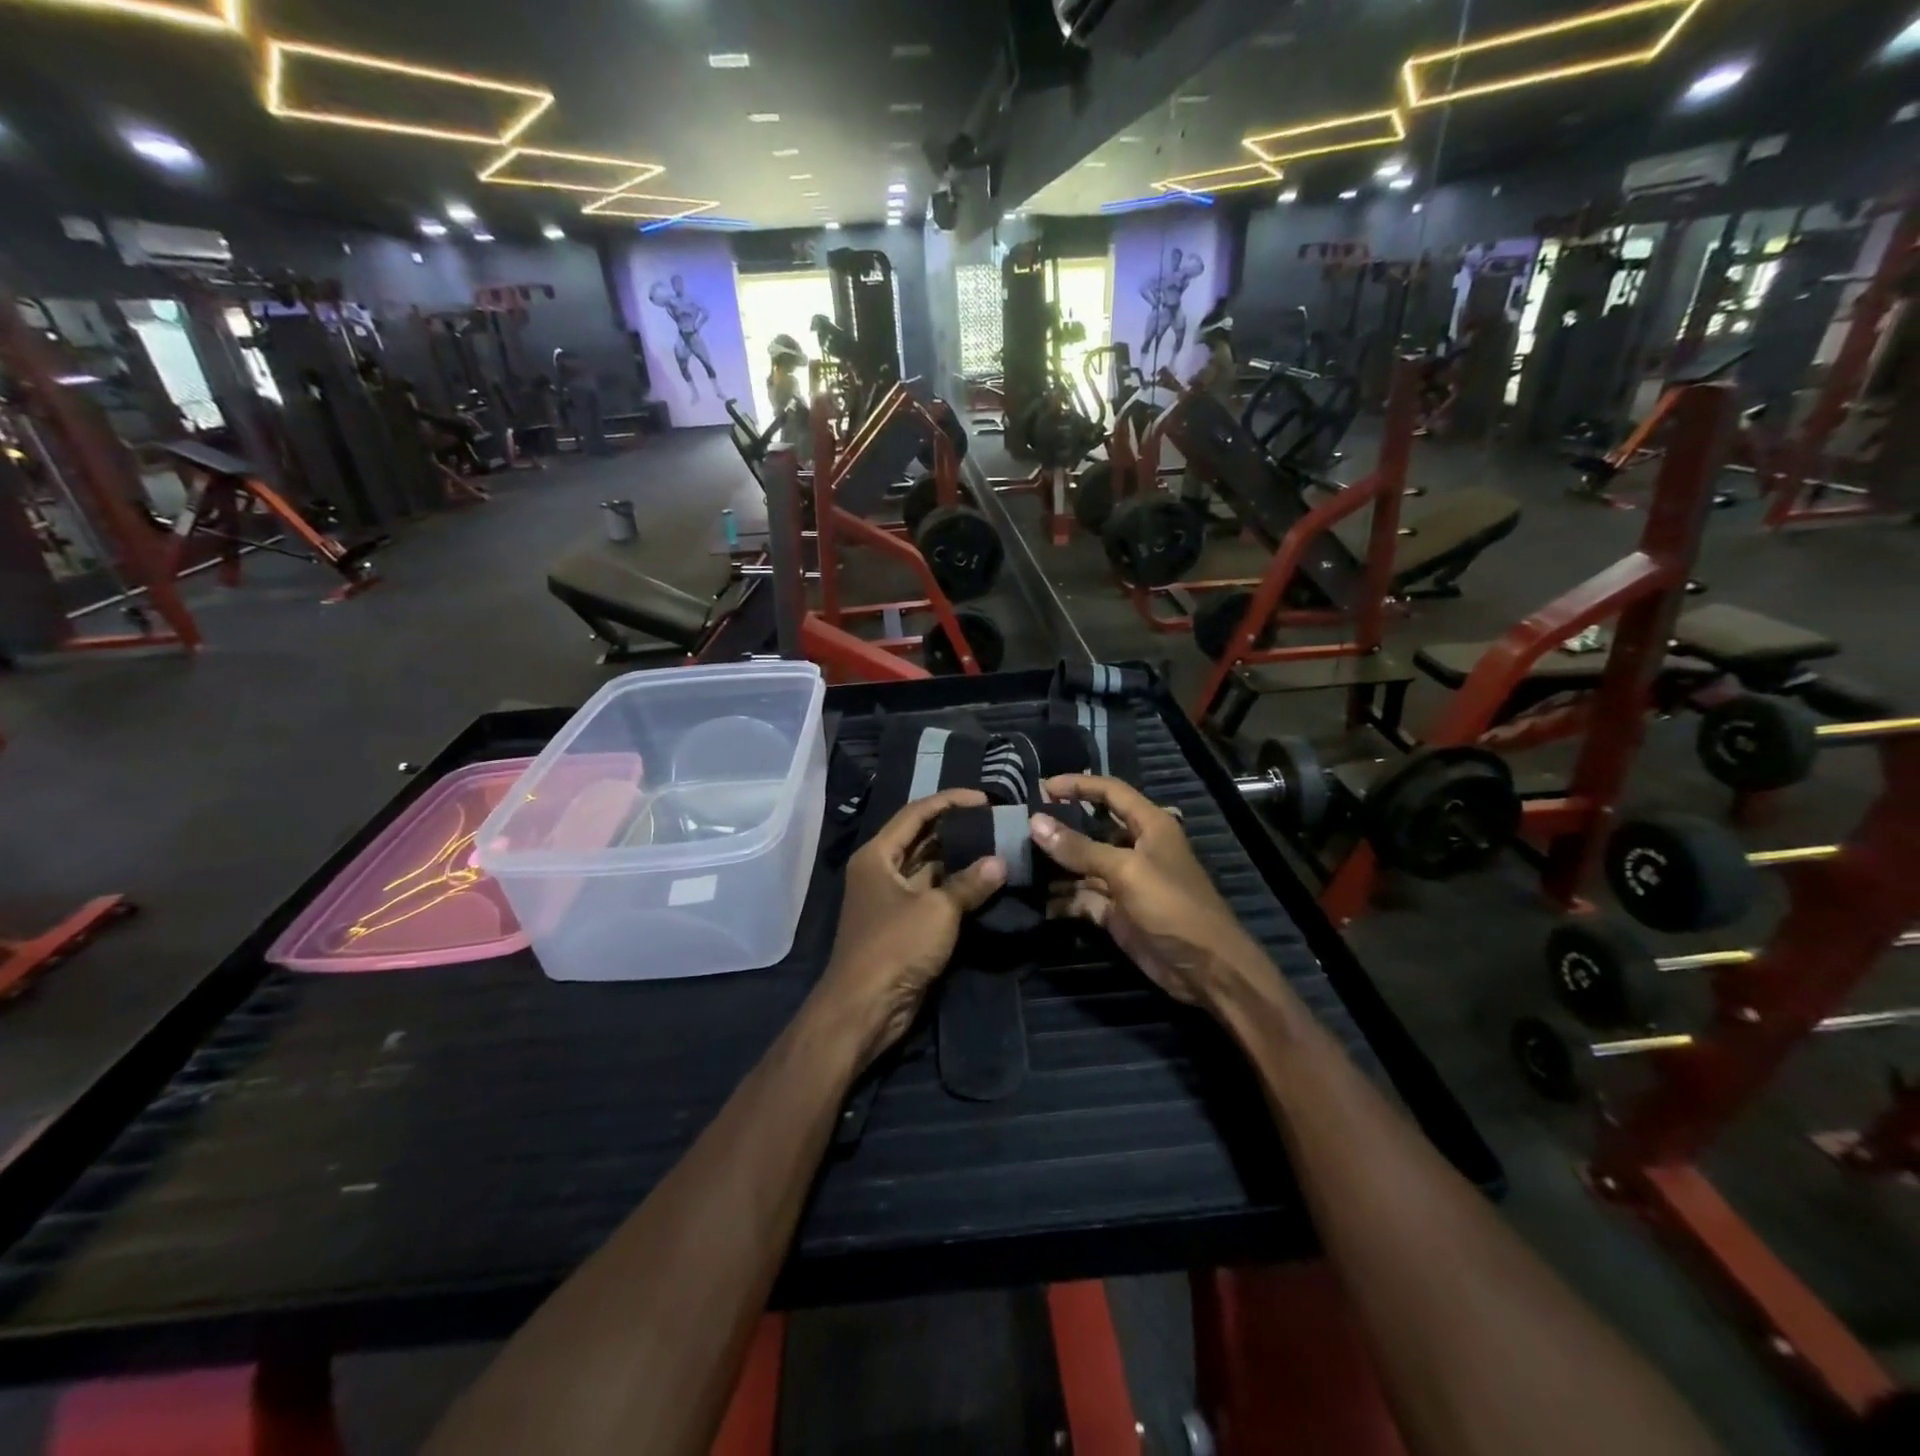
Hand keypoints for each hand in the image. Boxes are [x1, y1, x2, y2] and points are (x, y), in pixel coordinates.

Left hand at [817, 789, 1005, 1068]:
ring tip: (999, 847)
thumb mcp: (937, 911)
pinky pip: (933, 895)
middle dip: (958, 830)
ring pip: (930, 868)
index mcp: (878, 855)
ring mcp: (892, 899)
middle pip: (922, 838)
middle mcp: (881, 870)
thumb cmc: (894, 947)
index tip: (986, 799)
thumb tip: (1000, 862)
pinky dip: (956, 888)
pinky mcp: (904, 925)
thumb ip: (969, 883)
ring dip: (960, 860)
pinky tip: (986, 883)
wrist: (865, 1008)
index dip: (950, 801)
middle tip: (997, 822)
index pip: (916, 813)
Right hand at [1031, 775, 1262, 1008]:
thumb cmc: (1172, 906)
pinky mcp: (1117, 912)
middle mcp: (1136, 848)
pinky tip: (1040, 903)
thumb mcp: (1125, 871)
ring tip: (1021, 864)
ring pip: (1084, 865)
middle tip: (1023, 828)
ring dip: (1057, 867)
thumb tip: (1036, 823)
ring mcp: (1125, 882)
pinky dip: (1064, 900)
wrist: (1205, 968)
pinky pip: (1084, 898)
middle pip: (1092, 828)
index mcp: (1150, 825)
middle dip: (1061, 827)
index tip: (1042, 787)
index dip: (1078, 785)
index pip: (1110, 791)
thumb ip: (1080, 848)